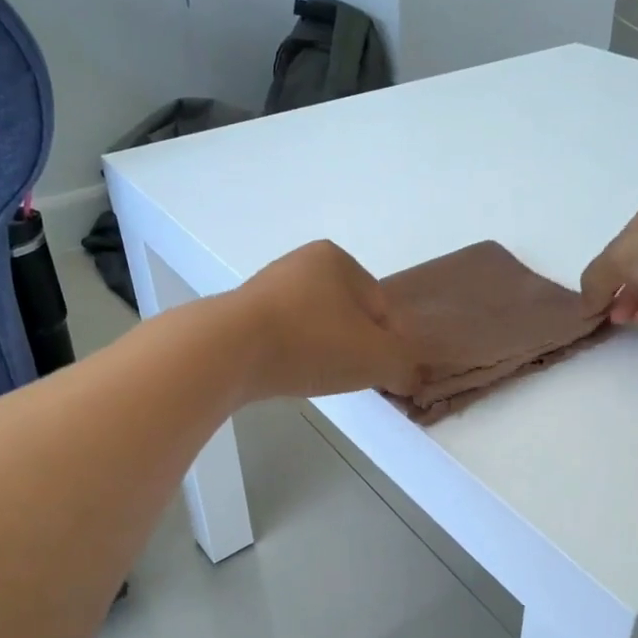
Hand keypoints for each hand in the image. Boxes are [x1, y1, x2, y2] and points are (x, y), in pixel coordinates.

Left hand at [230, 241, 422, 400]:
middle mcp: (302, 262)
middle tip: (347, 376)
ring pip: (314, 326)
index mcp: (338, 260)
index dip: (386, 344)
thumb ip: (403, 366)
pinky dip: (291, 355)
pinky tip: (287, 373)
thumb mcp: (377, 358)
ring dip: (321, 351)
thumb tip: (409, 377)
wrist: (228, 349)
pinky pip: (282, 336)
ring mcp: (267, 286)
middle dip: (352, 346)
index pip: (380, 307)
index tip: (378, 372)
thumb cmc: (312, 342)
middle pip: (347, 315)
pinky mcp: (240, 313)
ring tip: (314, 376)